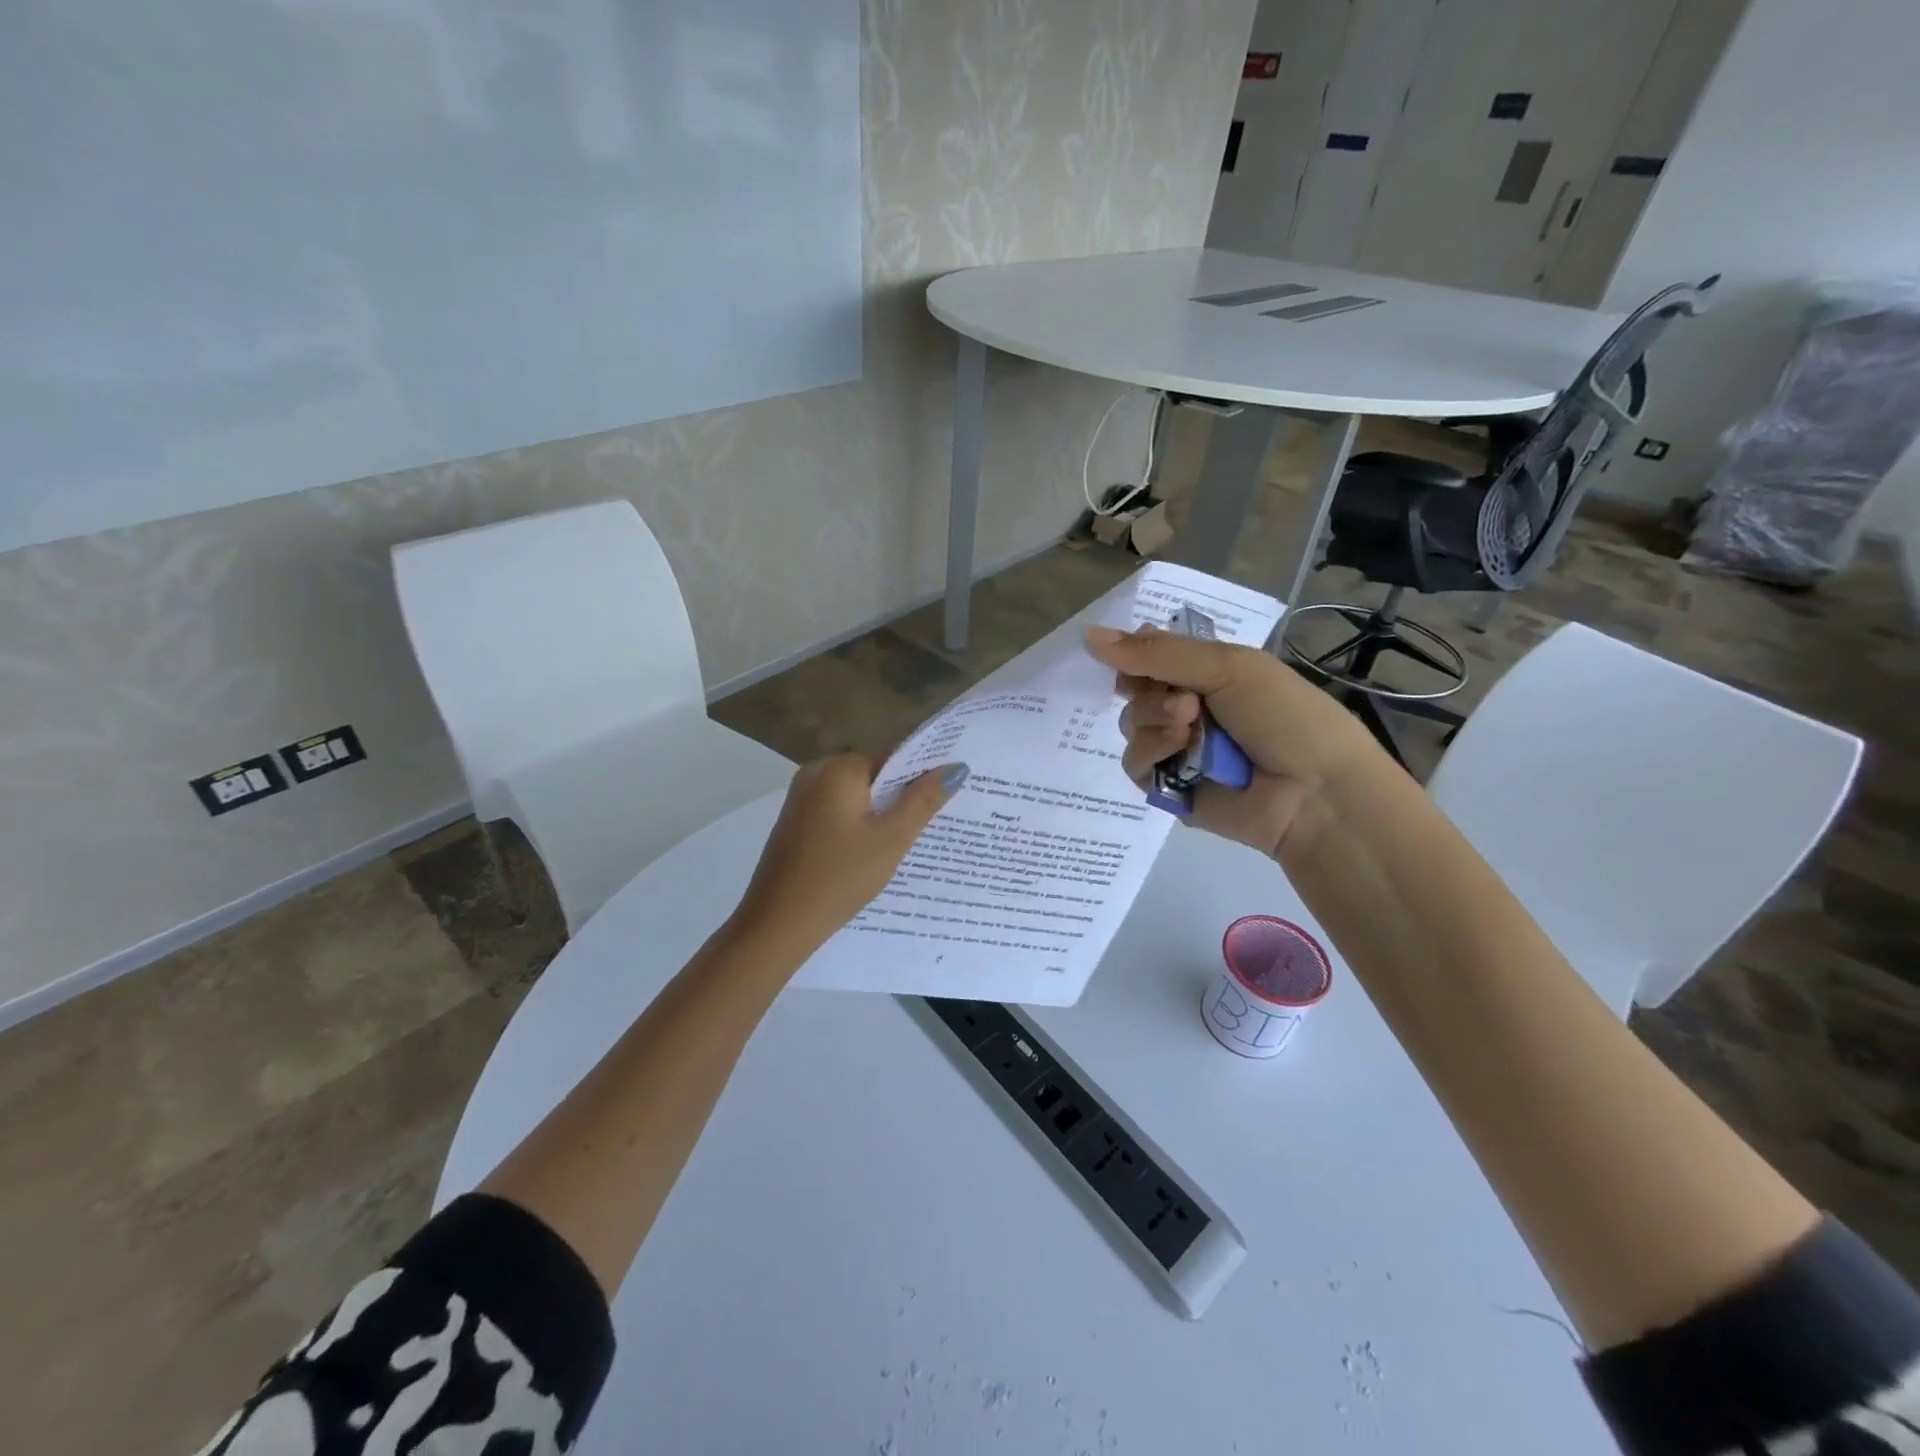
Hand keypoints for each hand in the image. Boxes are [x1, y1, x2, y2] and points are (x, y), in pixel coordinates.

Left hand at [728, 753, 967, 951]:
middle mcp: (815, 773)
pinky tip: (872, 855)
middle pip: (873, 776)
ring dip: (880, 815)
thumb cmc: (840, 876)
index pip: (892, 758)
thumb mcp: (892, 838)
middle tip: (931, 827)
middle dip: (901, 798)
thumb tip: (955, 767)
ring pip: (856, 797)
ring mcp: (801, 799)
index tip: (945, 801)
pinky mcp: (795, 824)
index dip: (921, 778)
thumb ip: (924, 800)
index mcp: (838, 768)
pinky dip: (858, 827)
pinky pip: (837, 813)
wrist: (778, 924)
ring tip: (907, 844)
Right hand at [1086, 625, 1382, 858]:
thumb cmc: (1283, 717)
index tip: (1134, 656)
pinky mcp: (1169, 787)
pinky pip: (1135, 763)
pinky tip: (1179, 752)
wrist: (1315, 793)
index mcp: (1208, 673)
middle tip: (1188, 701)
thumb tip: (1088, 635)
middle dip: (1150, 691)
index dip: (1135, 654)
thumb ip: (1158, 653)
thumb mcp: (1227, 667)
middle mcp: (1188, 707)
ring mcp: (1178, 748)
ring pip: (1129, 725)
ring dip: (1153, 720)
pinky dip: (1151, 752)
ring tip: (1190, 728)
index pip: (1151, 655)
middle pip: (1134, 689)